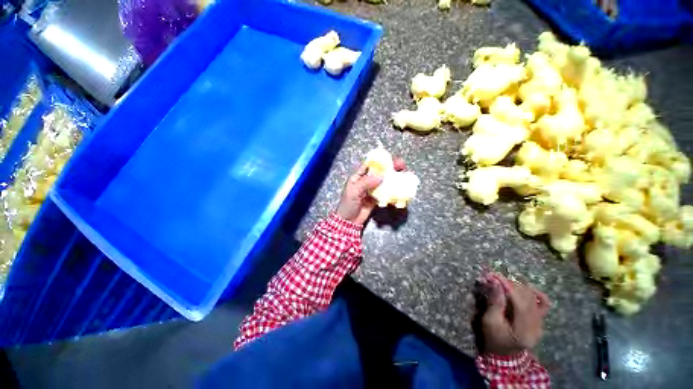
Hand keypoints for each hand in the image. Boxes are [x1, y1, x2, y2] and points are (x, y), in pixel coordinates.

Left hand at [336, 158, 405, 224]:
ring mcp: (372, 190)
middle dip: (390, 167)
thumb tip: (381, 176)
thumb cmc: (348, 204)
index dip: (380, 161)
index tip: (391, 158)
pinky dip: (393, 189)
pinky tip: (400, 188)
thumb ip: (366, 182)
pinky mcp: (377, 198)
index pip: (369, 165)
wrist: (349, 221)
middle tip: (401, 165)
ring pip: (384, 181)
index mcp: (358, 176)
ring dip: (393, 177)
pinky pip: (386, 192)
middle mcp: (366, 181)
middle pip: (379, 171)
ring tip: (404, 174)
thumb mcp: (354, 191)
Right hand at [479, 273, 549, 355]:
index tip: (495, 275)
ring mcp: (540, 324)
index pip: (520, 303)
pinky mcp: (539, 320)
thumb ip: (495, 303)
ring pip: (534, 299)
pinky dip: (535, 293)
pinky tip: (526, 286)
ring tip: (505, 280)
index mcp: (523, 332)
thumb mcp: (489, 321)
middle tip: (496, 276)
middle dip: (511, 284)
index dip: (509, 287)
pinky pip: (543, 303)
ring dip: (519, 286)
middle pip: (528, 299)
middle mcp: (537, 327)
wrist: (503, 353)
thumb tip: (496, 283)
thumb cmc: (493, 337)